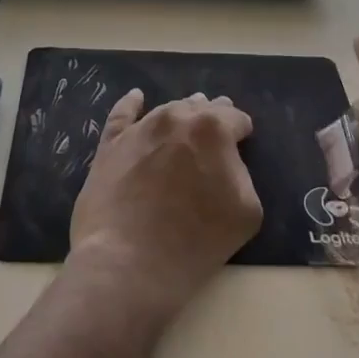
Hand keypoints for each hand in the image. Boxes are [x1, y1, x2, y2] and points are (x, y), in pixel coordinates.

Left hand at [69, 90, 262, 314]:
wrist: (129, 261)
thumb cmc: (196, 239)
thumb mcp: (247, 210)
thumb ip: (242, 174)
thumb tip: (227, 162)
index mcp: (213, 128)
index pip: (236, 119)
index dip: (241, 132)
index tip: (242, 144)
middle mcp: (176, 118)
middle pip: (201, 109)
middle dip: (212, 117)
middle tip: (217, 132)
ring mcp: (140, 129)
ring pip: (167, 110)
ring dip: (181, 112)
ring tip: (188, 115)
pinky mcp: (111, 145)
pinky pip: (122, 114)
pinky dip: (131, 104)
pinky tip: (136, 97)